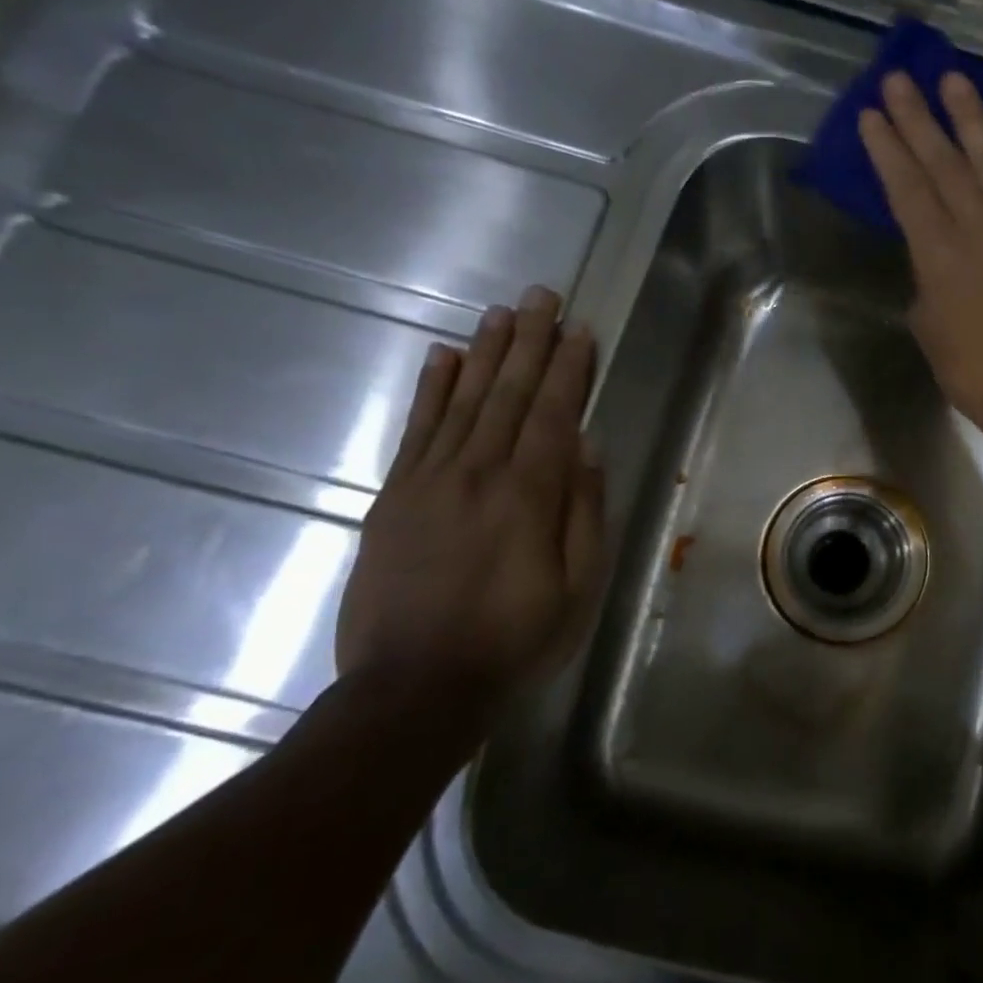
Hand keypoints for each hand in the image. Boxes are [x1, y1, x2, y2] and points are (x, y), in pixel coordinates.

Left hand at [335, 286, 604, 703]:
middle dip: (529, 341)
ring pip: (464, 401)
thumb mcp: (578, 587)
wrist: (414, 687)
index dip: (569, 369)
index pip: (555, 414)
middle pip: (509, 394)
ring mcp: (429, 481)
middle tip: (541, 295)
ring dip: (485, 353)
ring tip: (501, 312)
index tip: (580, 329)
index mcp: (529, 495)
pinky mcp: (393, 497)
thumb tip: (588, 448)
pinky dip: (430, 390)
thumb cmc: (515, 639)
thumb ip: (584, 512)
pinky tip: (442, 357)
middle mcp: (479, 473)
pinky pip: (415, 430)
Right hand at [859, 70, 982, 433]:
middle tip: (900, 78)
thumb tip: (934, 264)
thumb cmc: (974, 372)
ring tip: (955, 79)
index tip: (871, 115)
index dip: (889, 151)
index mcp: (939, 256)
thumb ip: (928, 285)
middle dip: (919, 119)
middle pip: (945, 164)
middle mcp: (978, 230)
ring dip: (971, 118)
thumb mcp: (930, 329)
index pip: (908, 190)